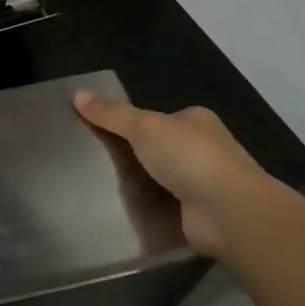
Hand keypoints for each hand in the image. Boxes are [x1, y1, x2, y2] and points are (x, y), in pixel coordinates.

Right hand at [74, 89, 278, 257]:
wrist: (227, 211)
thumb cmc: (189, 158)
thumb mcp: (144, 127)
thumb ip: (112, 113)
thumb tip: (77, 93)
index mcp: (196, 121)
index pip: (159, 117)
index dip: (131, 123)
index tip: (101, 133)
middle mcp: (204, 149)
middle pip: (159, 148)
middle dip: (133, 155)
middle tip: (95, 162)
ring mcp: (203, 182)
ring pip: (161, 178)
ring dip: (140, 184)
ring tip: (100, 186)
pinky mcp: (198, 212)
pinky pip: (165, 205)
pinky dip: (148, 207)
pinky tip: (123, 210)